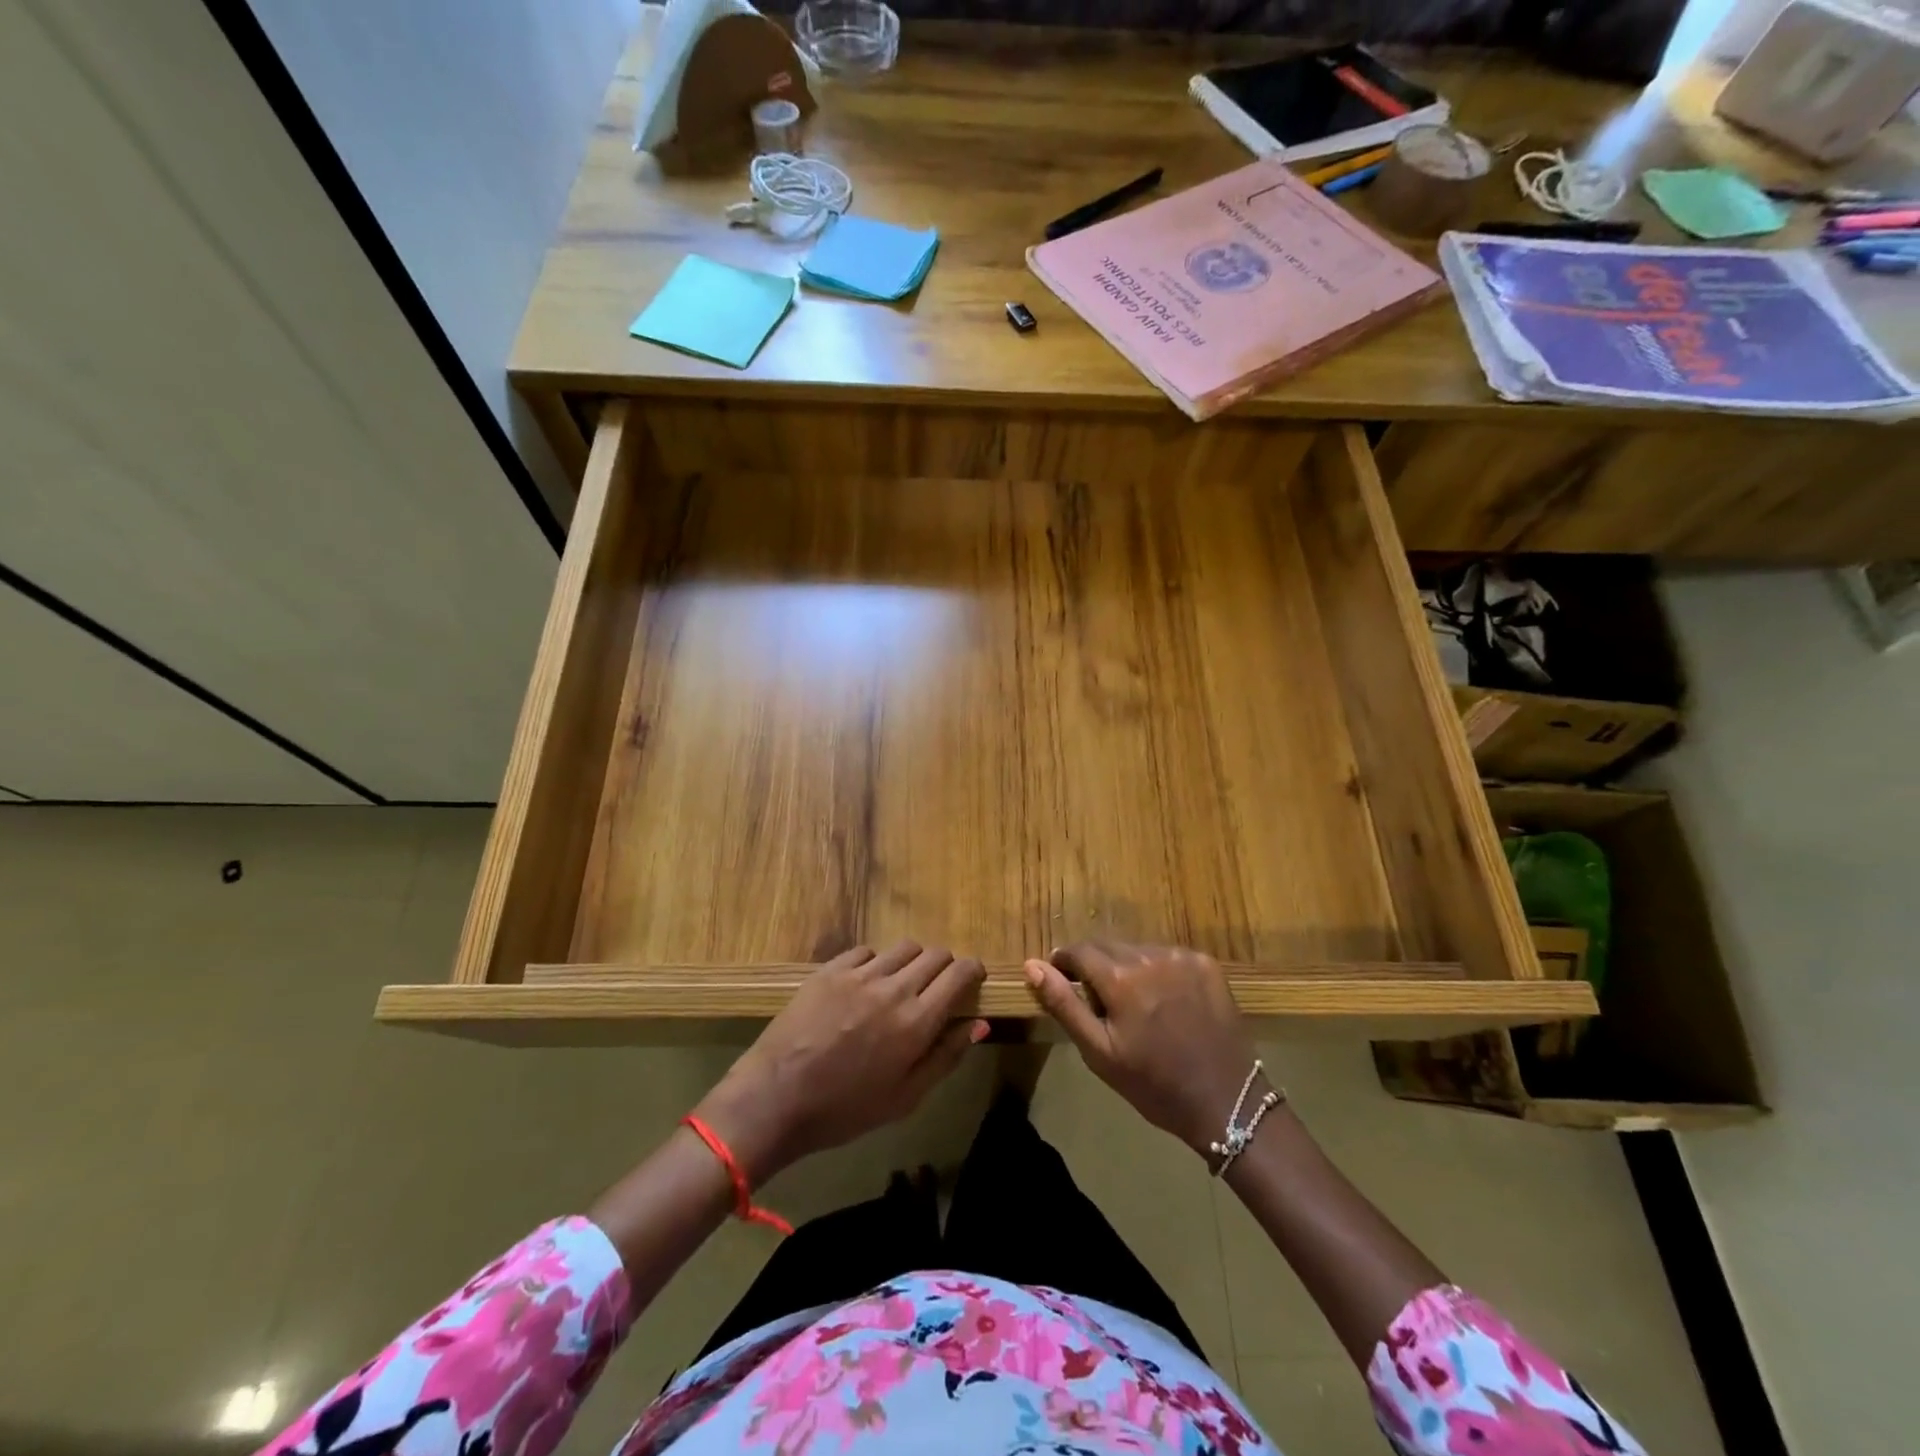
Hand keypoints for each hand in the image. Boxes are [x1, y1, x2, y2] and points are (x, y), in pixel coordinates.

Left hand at [696, 942, 987, 1183]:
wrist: (776, 1098)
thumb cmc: (845, 1109)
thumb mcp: (905, 1098)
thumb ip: (946, 1056)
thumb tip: (980, 1023)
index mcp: (917, 1022)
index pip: (959, 974)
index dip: (973, 970)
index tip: (974, 977)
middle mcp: (894, 988)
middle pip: (935, 954)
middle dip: (945, 966)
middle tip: (938, 987)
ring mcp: (859, 974)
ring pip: (904, 947)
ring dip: (913, 961)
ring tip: (902, 984)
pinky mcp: (830, 969)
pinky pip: (867, 951)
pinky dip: (877, 962)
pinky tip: (866, 984)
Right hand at [1025, 942, 1258, 1156]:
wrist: (1227, 1101)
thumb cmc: (1153, 1084)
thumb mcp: (1098, 1052)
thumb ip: (1063, 1004)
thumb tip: (1031, 965)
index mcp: (1120, 978)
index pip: (1078, 951)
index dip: (1065, 963)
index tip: (1062, 981)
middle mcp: (1150, 956)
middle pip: (1107, 947)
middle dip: (1096, 968)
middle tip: (1101, 1004)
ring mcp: (1182, 957)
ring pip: (1137, 950)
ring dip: (1127, 968)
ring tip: (1136, 1006)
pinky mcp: (1206, 963)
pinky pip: (1167, 956)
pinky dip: (1158, 971)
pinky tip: (1166, 1003)